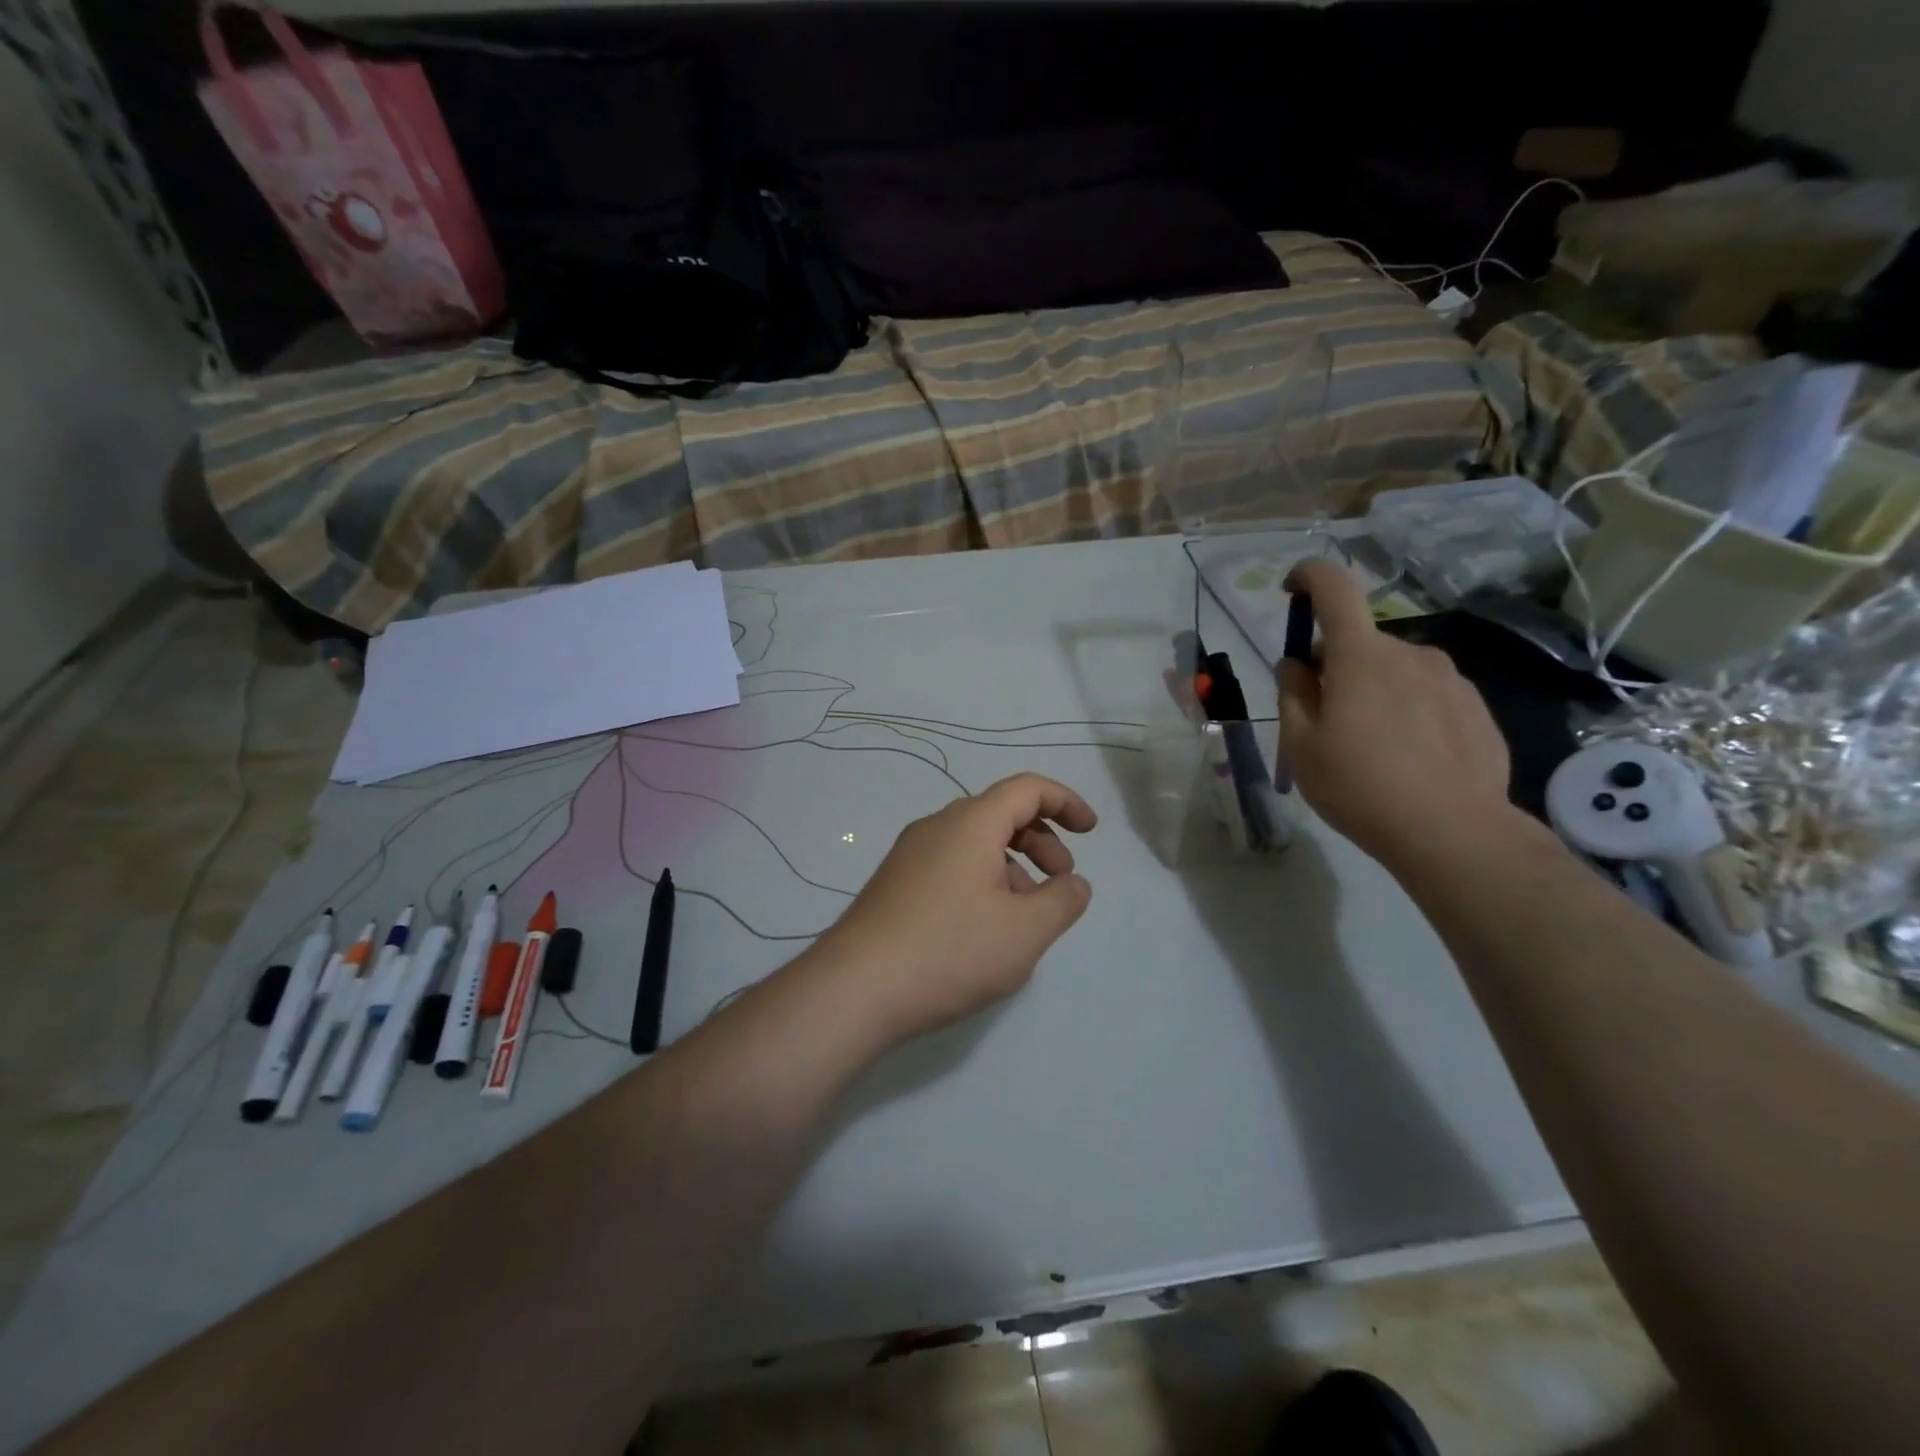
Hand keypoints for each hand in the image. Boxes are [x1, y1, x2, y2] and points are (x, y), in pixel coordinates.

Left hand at [814, 774, 1096, 1044]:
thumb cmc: (950, 951)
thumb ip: (1062, 901)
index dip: (1065, 802)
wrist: (855, 989)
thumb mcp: (1025, 931)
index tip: (1090, 831)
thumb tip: (1073, 883)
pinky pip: (950, 865)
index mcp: (970, 823)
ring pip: (974, 843)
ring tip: (1026, 914)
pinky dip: (982, 880)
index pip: (1027, 788)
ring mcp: (909, 855)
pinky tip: (985, 928)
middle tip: (1062, 880)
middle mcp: (936, 827)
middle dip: (1041, 840)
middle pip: (1000, 813)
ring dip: (1012, 865)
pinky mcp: (895, 884)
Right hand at [1278, 559, 1513, 868]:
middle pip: (1359, 642)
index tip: (1293, 590)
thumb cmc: (1359, 786)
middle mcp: (1409, 653)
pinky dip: (1406, 709)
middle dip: (1334, 665)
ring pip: (1394, 669)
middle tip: (1324, 717)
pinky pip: (1426, 693)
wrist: (1453, 831)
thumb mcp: (1301, 745)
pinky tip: (1407, 757)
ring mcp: (1449, 678)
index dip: (1309, 576)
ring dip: (1372, 689)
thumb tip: (1296, 664)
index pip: (1334, 588)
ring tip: (1369, 745)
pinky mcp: (1475, 705)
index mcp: (1360, 656)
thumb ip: (1292, 694)